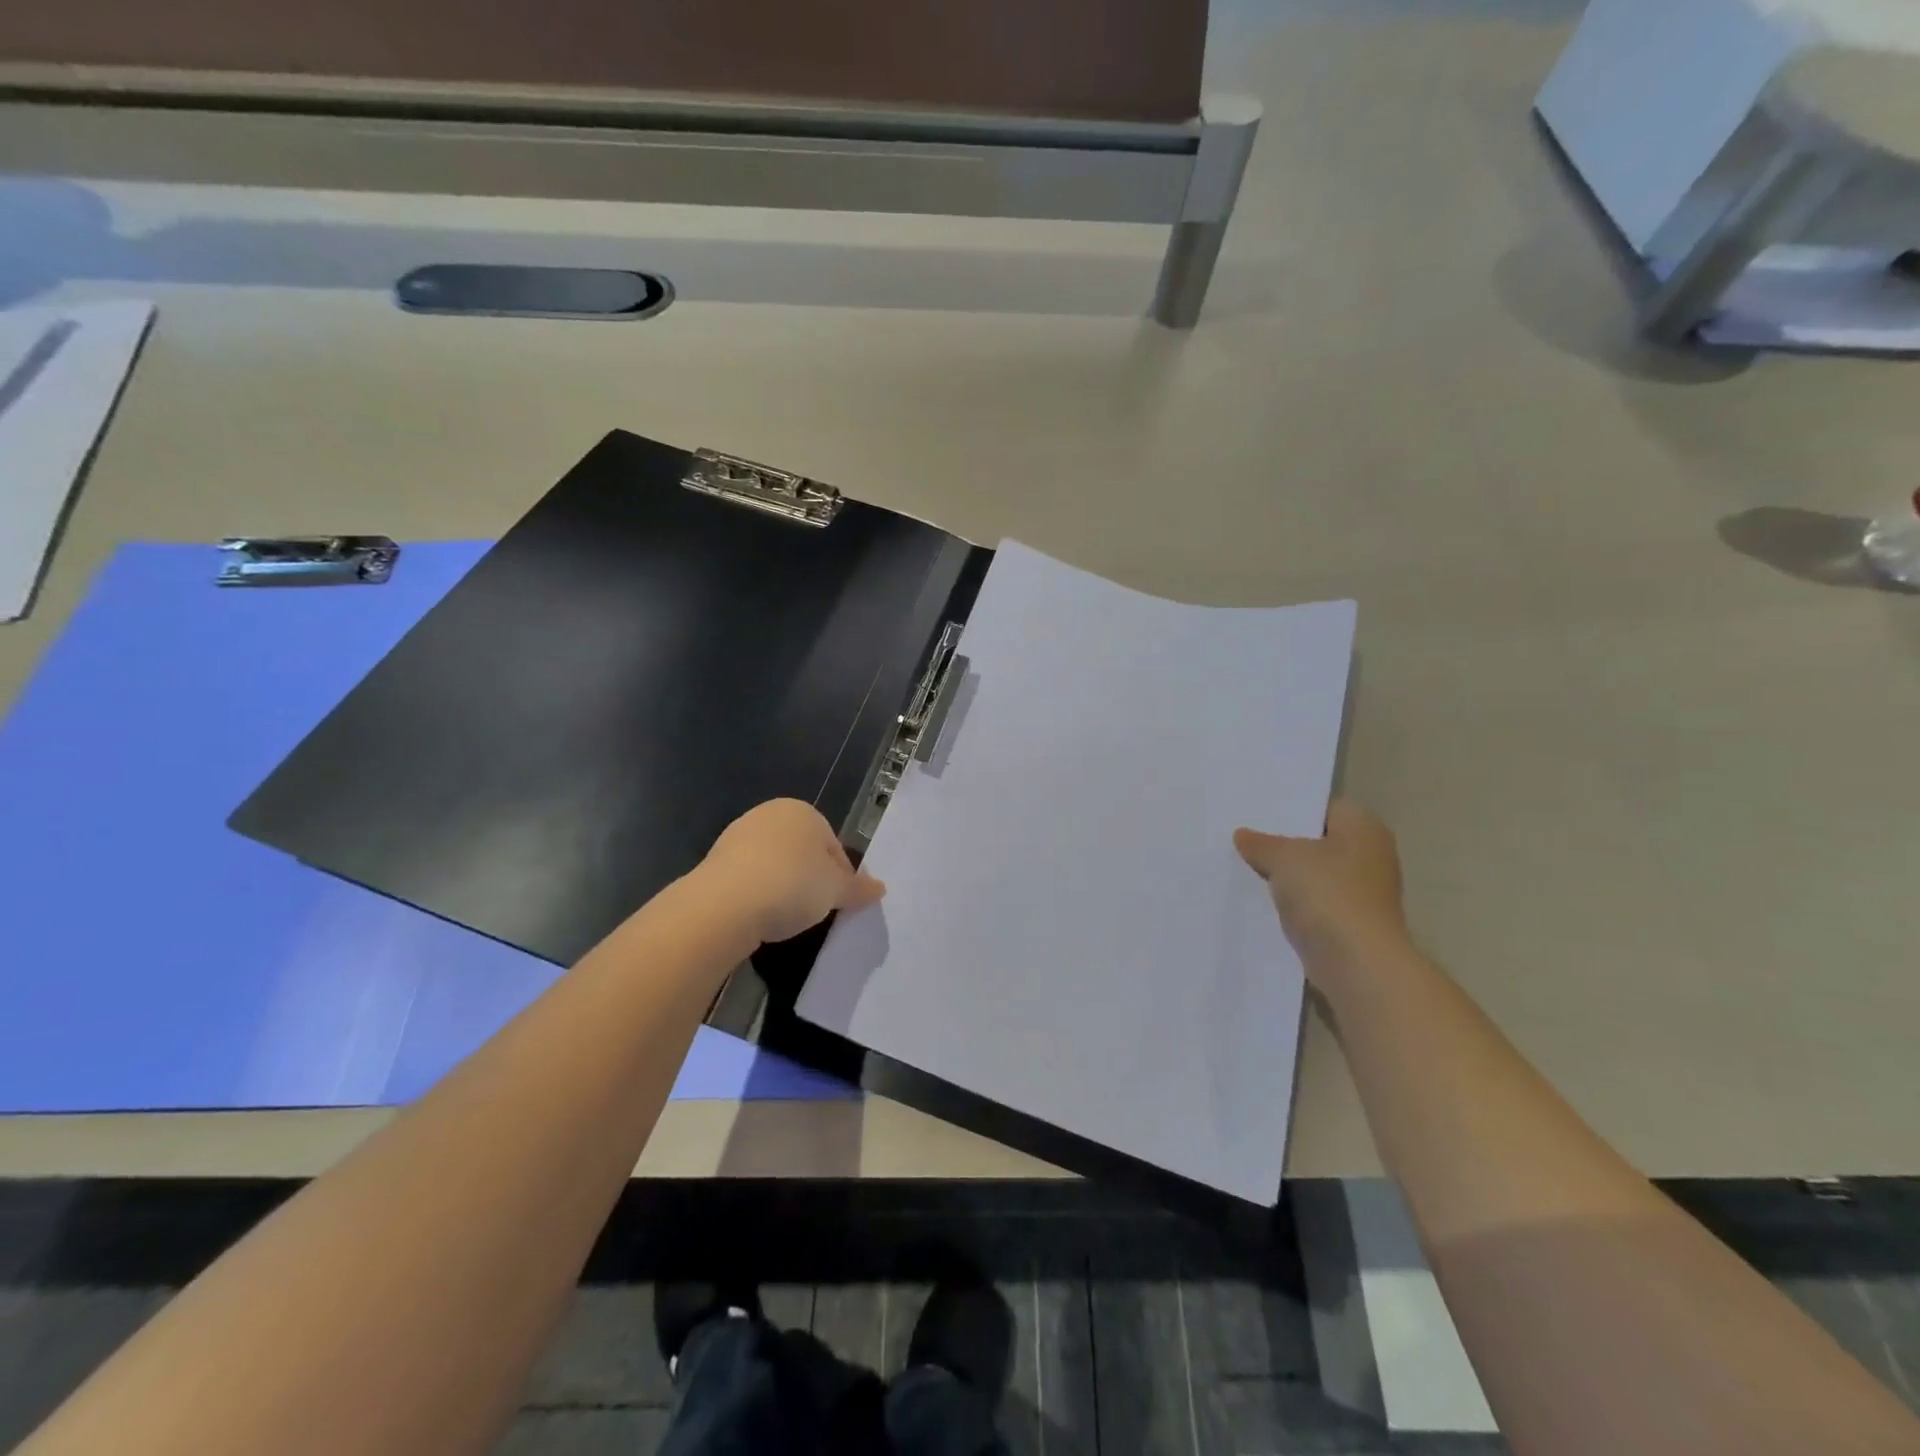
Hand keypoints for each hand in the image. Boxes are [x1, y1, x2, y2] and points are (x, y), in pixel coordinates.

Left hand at [696, 799, 885, 945]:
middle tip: (814, 910)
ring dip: (783, 887)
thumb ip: (858, 888)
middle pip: (803, 852)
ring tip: (786, 917)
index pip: (834, 847)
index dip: (841, 878)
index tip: (838, 903)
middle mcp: (770, 814)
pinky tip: (760, 915)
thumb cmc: (792, 885)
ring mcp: (738, 835)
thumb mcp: (835, 890)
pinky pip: (749, 878)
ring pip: (775, 864)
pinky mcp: (715, 861)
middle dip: (811, 880)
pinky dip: (758, 894)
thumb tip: (880, 888)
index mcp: (803, 811)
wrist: (725, 904)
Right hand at [1235, 800, 1408, 970]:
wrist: (1356, 962)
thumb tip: (1243, 835)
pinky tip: (1262, 900)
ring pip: (1314, 875)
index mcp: (1364, 828)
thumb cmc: (1328, 893)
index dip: (1291, 809)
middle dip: (1285, 843)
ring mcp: (1363, 893)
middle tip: (1244, 838)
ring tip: (1245, 867)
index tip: (1257, 814)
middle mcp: (1370, 856)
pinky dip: (1293, 903)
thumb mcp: (1284, 857)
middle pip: (1318, 841)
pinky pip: (1314, 903)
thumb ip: (1262, 843)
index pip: (1324, 807)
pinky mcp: (1351, 924)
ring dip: (1287, 876)